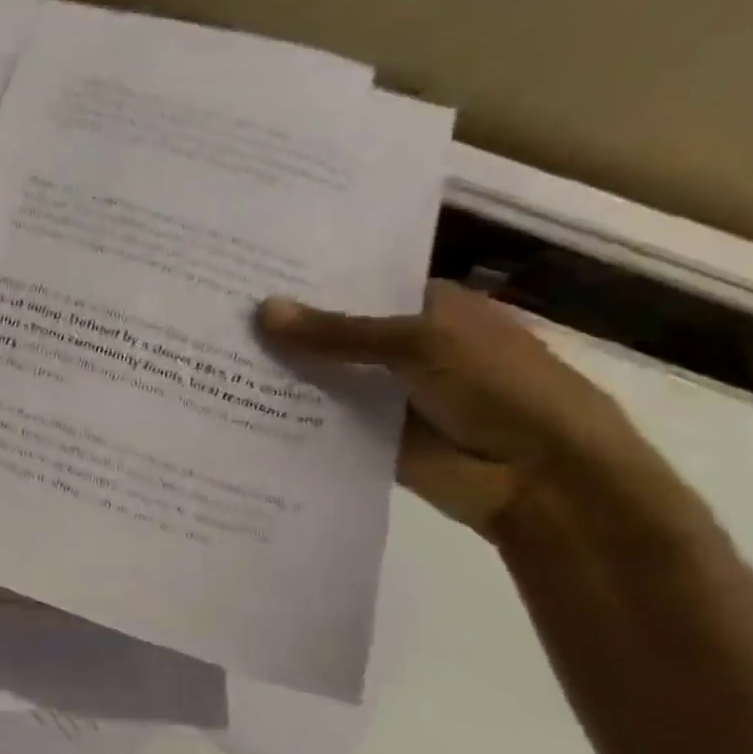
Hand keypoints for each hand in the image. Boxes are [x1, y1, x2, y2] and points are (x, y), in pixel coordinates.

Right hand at [257, 281, 660, 538]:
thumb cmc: (498, 388)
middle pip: (334, 333)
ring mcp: (386, 393)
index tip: (249, 275)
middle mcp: (404, 347)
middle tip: (217, 312)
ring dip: (281, 373)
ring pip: (323, 377)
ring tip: (211, 356)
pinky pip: (320, 421)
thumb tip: (262, 310)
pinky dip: (287, 415)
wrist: (541, 477)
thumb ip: (337, 332)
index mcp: (429, 308)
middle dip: (285, 329)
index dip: (309, 283)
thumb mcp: (419, 343)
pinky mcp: (369, 436)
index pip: (358, 287)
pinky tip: (236, 405)